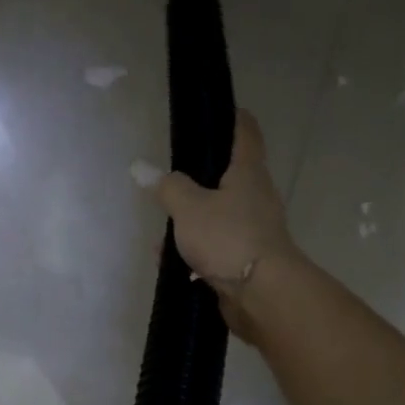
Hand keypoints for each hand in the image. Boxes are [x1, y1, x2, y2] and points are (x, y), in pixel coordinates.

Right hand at [144, 109, 297, 340]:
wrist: (262, 295)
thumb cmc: (228, 237)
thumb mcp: (188, 206)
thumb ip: (166, 187)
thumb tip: (142, 169)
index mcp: (247, 173)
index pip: (245, 132)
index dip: (233, 117)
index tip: (219, 109)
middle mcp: (255, 197)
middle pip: (228, 177)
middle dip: (198, 179)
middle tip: (171, 178)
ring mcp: (253, 229)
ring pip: (216, 215)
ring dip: (190, 221)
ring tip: (161, 232)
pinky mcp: (245, 259)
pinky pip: (214, 246)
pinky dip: (193, 251)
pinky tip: (169, 262)